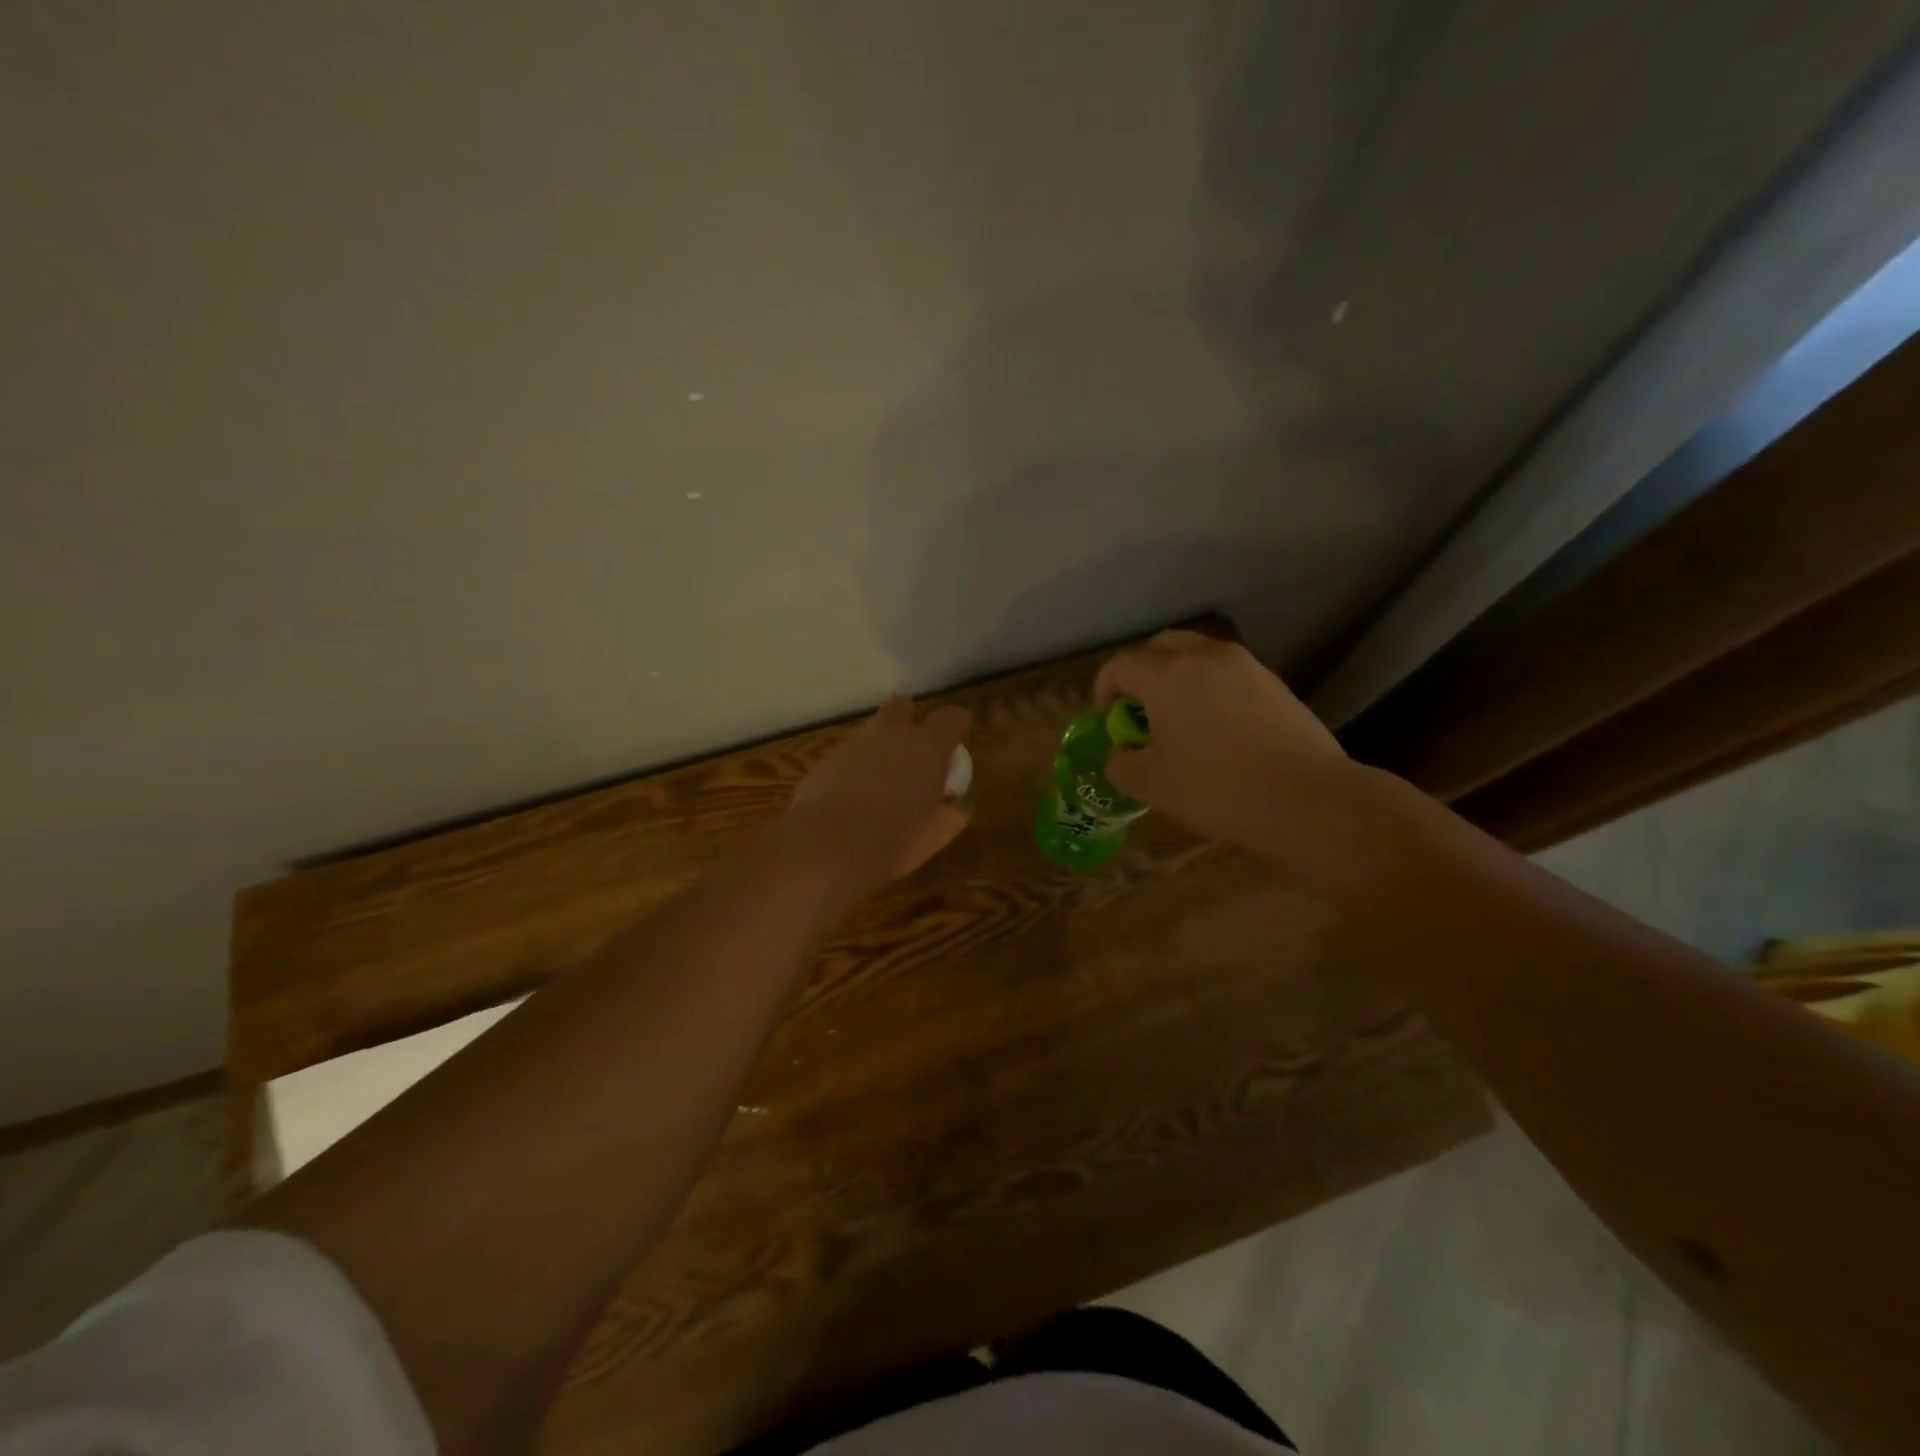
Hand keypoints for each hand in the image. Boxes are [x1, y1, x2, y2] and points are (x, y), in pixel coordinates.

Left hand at [782, 695, 971, 894]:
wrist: (826, 848)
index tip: (952, 749)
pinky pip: (847, 755)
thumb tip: (952, 802)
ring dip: (879, 748)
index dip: (955, 729)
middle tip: (912, 753)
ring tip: (879, 786)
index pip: (952, 717)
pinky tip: (851, 800)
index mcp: (928, 748)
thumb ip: (952, 811)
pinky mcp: (825, 759)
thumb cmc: (893, 842)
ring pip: (872, 732)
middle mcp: (892, 735)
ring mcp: (854, 744)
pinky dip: (854, 769)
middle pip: (903, 706)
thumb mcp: (937, 834)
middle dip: (909, 720)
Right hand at [1093, 630, 1351, 850]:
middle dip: (1141, 674)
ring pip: (1197, 656)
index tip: (1109, 723)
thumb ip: (1121, 764)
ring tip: (1180, 721)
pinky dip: (1210, 690)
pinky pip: (1228, 675)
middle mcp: (1205, 657)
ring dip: (1177, 679)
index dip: (1103, 691)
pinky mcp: (1275, 684)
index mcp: (1167, 674)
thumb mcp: (1151, 784)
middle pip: (1160, 647)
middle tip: (1140, 713)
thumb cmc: (1216, 788)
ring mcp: (1246, 666)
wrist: (1308, 799)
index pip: (1119, 665)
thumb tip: (1122, 753)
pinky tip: (1219, 731)